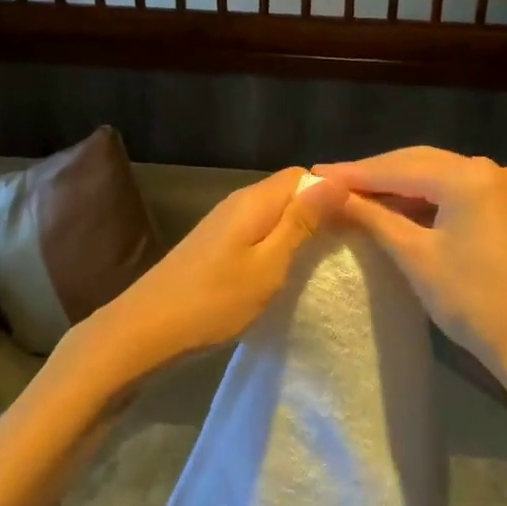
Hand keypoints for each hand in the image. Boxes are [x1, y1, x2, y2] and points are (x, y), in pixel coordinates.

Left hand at [51, 168, 345, 401]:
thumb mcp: (268, 265)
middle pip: (288, 192)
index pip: (304, 175)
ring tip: (326, 259)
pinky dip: (277, 245)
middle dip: (320, 211)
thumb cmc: (213, 300)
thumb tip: (336, 181)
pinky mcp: (214, 246)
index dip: (333, 192)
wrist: (145, 330)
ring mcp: (222, 224)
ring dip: (299, 230)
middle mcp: (237, 203)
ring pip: (273, 214)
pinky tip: (287, 270)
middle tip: (351, 244)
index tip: (361, 222)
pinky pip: (257, 232)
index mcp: (254, 201)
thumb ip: (301, 223)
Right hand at [314, 147, 506, 414]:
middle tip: (329, 181)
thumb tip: (331, 195)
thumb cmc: (475, 301)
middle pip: (418, 163)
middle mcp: (489, 170)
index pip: (397, 167)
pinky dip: (423, 198)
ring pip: (437, 176)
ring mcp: (503, 188)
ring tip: (354, 194)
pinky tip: (396, 209)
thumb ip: (373, 217)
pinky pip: (455, 192)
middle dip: (374, 174)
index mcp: (468, 176)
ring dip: (398, 186)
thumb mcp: (416, 256)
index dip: (353, 172)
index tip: (314, 173)